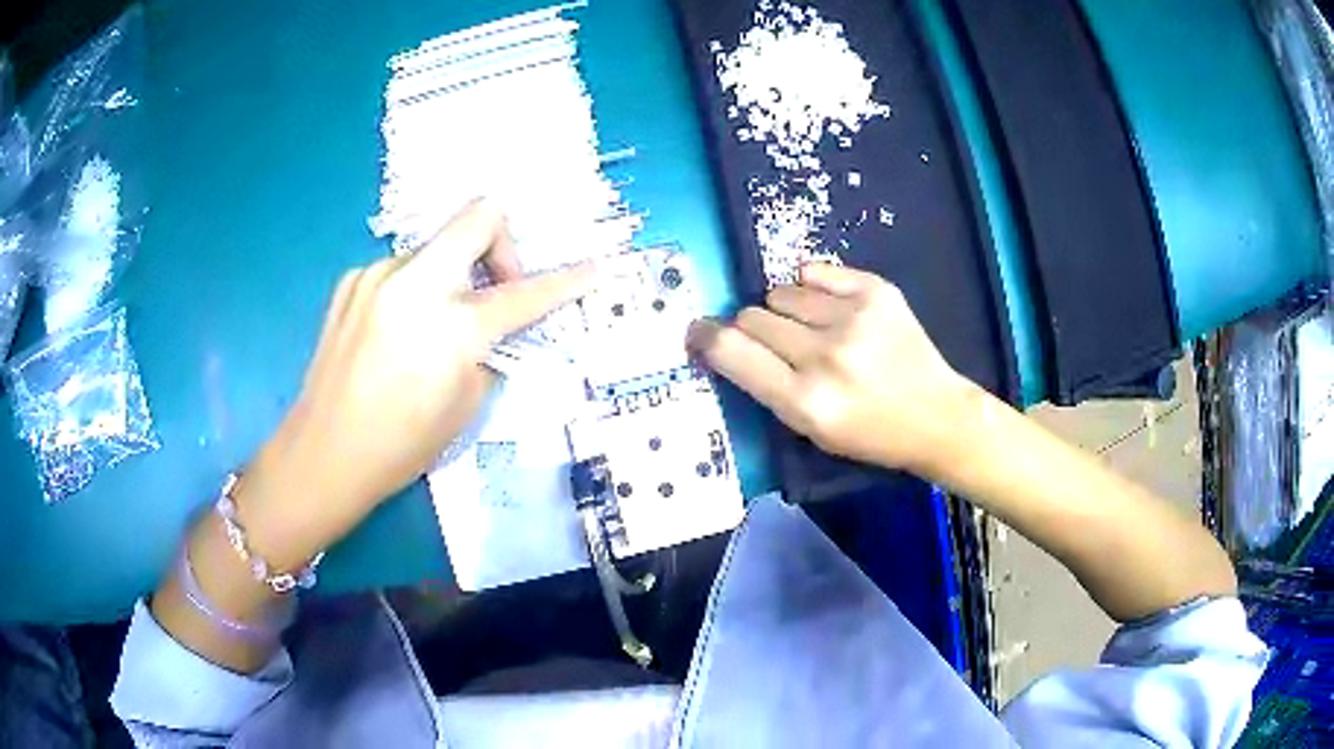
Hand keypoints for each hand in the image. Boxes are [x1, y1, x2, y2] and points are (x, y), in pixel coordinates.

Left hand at [238, 200, 596, 564]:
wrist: (323, 453)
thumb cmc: (400, 446)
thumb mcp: (465, 406)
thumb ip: (488, 352)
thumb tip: (490, 328)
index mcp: (452, 327)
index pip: (526, 293)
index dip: (567, 281)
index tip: (595, 268)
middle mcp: (415, 283)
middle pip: (478, 215)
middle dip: (502, 242)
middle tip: (498, 286)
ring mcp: (378, 275)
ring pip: (436, 248)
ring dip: (450, 276)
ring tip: (433, 326)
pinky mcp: (352, 280)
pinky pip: (400, 269)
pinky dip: (414, 290)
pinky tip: (396, 332)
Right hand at [687, 263, 974, 473]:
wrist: (936, 415)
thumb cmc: (869, 433)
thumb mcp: (809, 430)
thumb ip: (765, 385)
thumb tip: (723, 339)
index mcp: (805, 402)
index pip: (732, 353)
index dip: (706, 337)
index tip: (698, 331)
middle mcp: (825, 356)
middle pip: (752, 317)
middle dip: (754, 330)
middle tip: (780, 346)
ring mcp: (854, 318)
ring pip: (780, 292)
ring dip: (786, 310)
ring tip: (814, 330)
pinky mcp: (876, 291)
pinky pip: (813, 271)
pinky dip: (812, 288)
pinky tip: (832, 309)